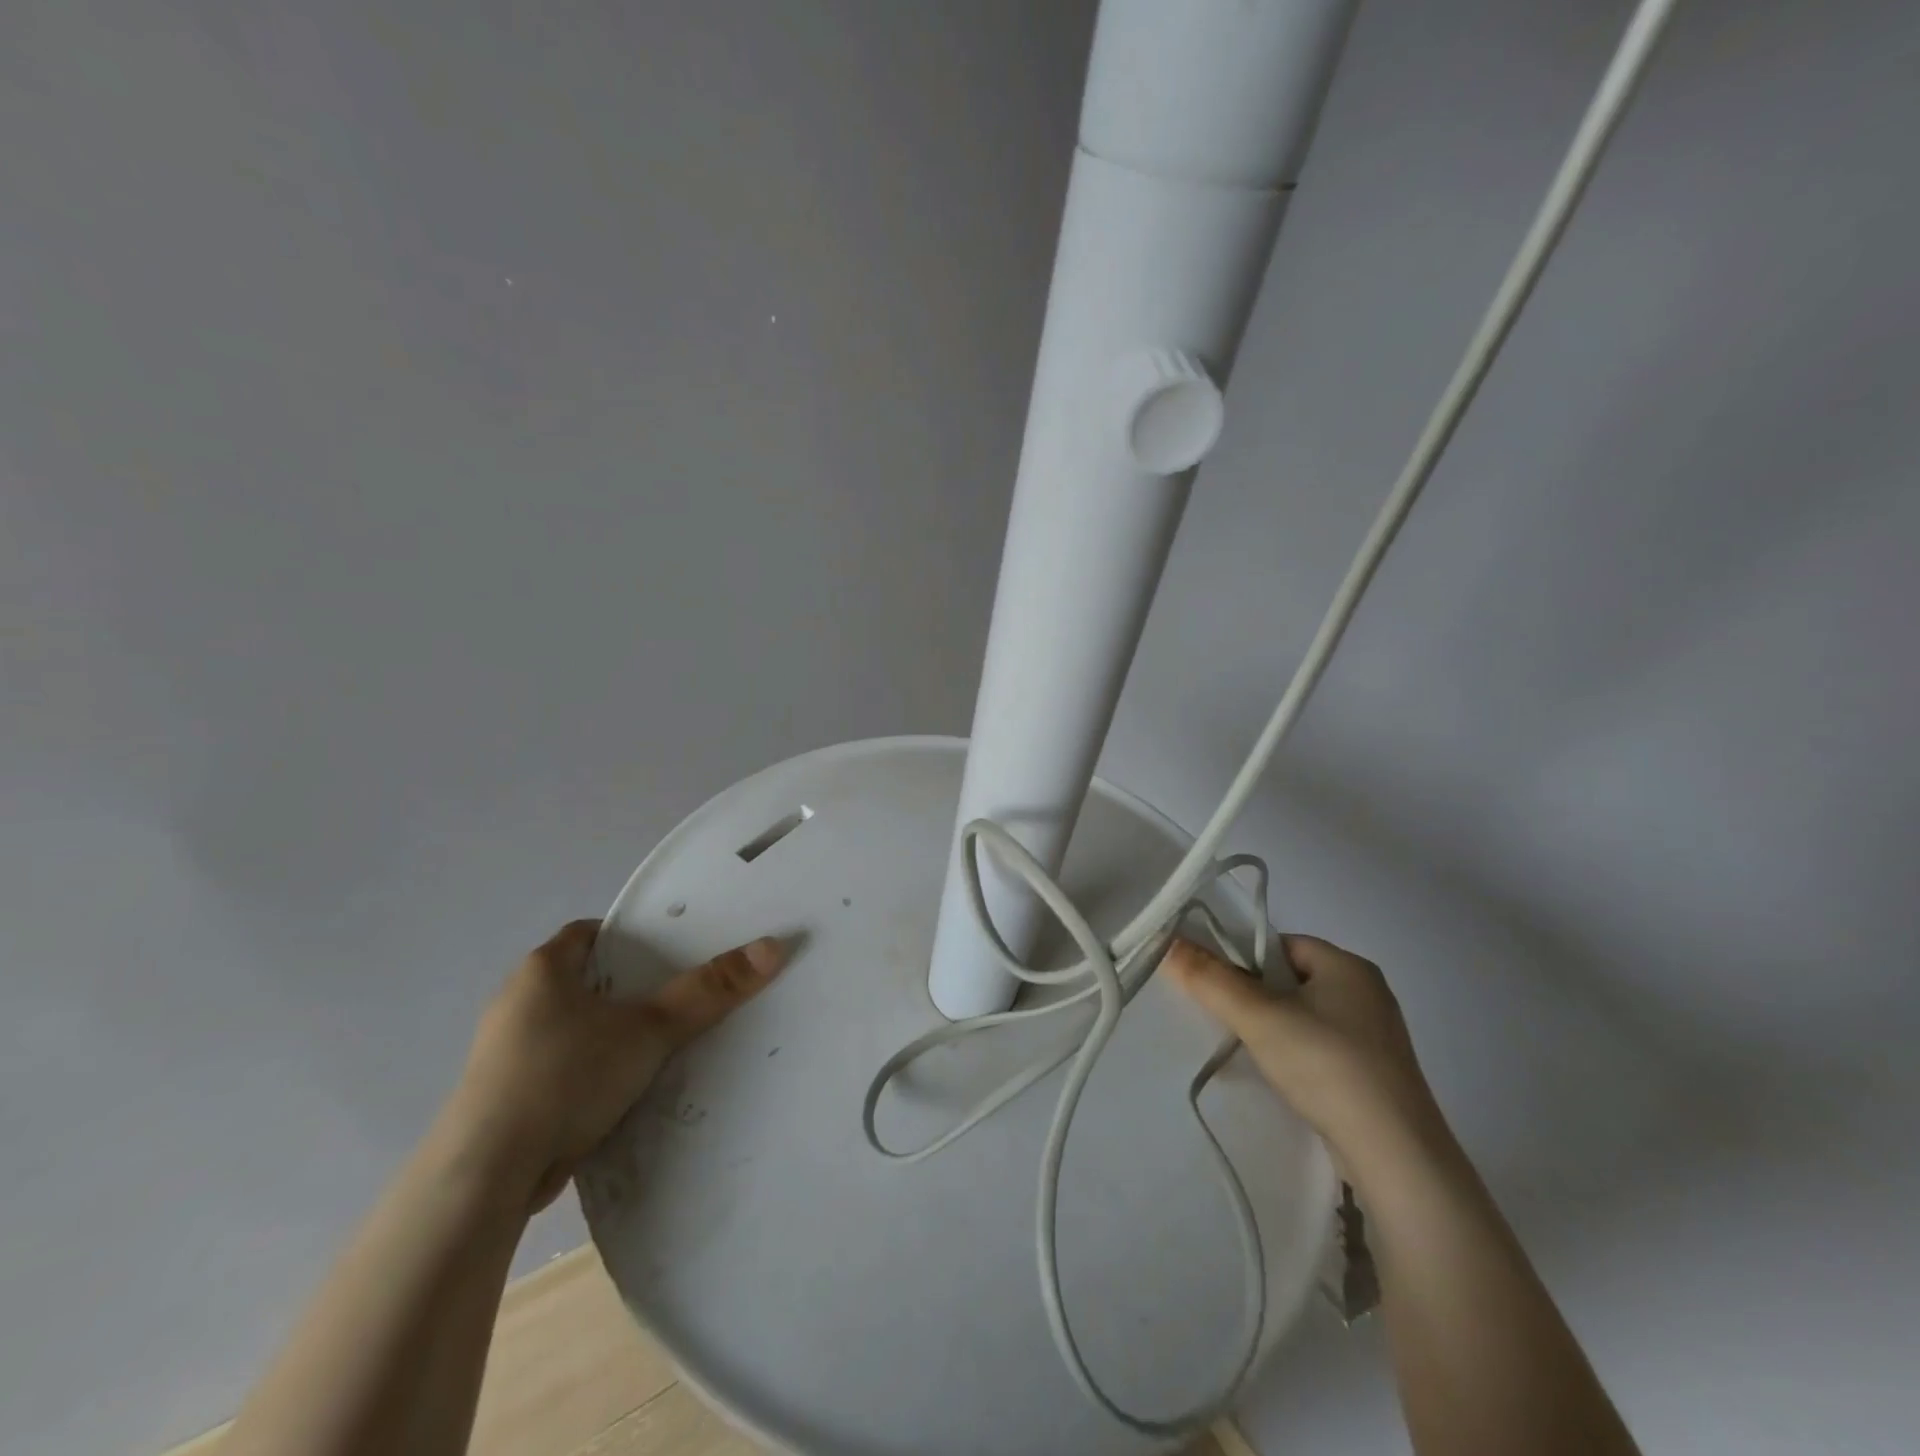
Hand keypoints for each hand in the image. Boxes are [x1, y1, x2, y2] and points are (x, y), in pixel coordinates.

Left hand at [443, 920, 788, 1212]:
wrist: (484, 1177)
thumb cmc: (565, 1077)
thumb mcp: (649, 1029)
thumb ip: (709, 991)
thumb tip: (773, 947)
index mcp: (542, 970)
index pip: (592, 934)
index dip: (632, 938)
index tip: (670, 952)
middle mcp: (516, 1002)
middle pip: (585, 980)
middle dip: (627, 989)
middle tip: (677, 996)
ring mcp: (504, 1052)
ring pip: (571, 1026)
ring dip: (607, 1033)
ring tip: (658, 1044)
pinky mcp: (502, 1097)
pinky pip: (559, 1066)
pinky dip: (588, 1071)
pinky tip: (619, 1091)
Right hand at [1165, 934, 1446, 1186]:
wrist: (1397, 1157)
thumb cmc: (1327, 1067)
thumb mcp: (1259, 1017)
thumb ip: (1210, 979)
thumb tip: (1168, 942)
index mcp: (1349, 965)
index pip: (1281, 944)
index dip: (1245, 960)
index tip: (1220, 988)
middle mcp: (1368, 992)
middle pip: (1291, 978)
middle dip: (1257, 996)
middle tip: (1230, 1020)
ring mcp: (1377, 1035)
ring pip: (1306, 1015)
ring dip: (1277, 1028)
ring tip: (1254, 1051)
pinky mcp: (1378, 1073)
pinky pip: (1324, 1046)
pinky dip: (1299, 1055)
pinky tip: (1286, 1078)